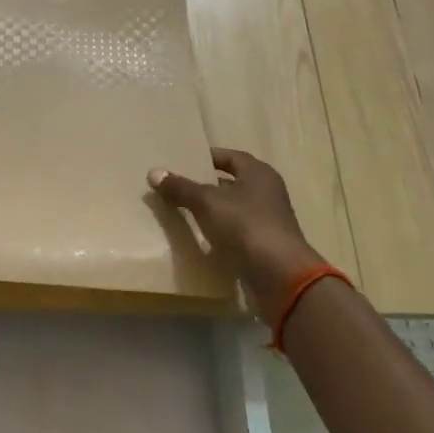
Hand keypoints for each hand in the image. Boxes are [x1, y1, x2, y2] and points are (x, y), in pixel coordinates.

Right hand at [148, 149, 326, 317]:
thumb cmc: (245, 226)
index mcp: (258, 174)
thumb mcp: (207, 202)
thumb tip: (154, 172)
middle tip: (176, 187)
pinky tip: (198, 238)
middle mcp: (266, 193)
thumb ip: (181, 187)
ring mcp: (267, 221)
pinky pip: (235, 232)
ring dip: (210, 211)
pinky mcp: (263, 246)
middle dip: (204, 185)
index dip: (207, 158)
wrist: (279, 276)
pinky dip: (218, 232)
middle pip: (231, 183)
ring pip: (232, 209)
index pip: (230, 157)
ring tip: (180, 212)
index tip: (183, 163)